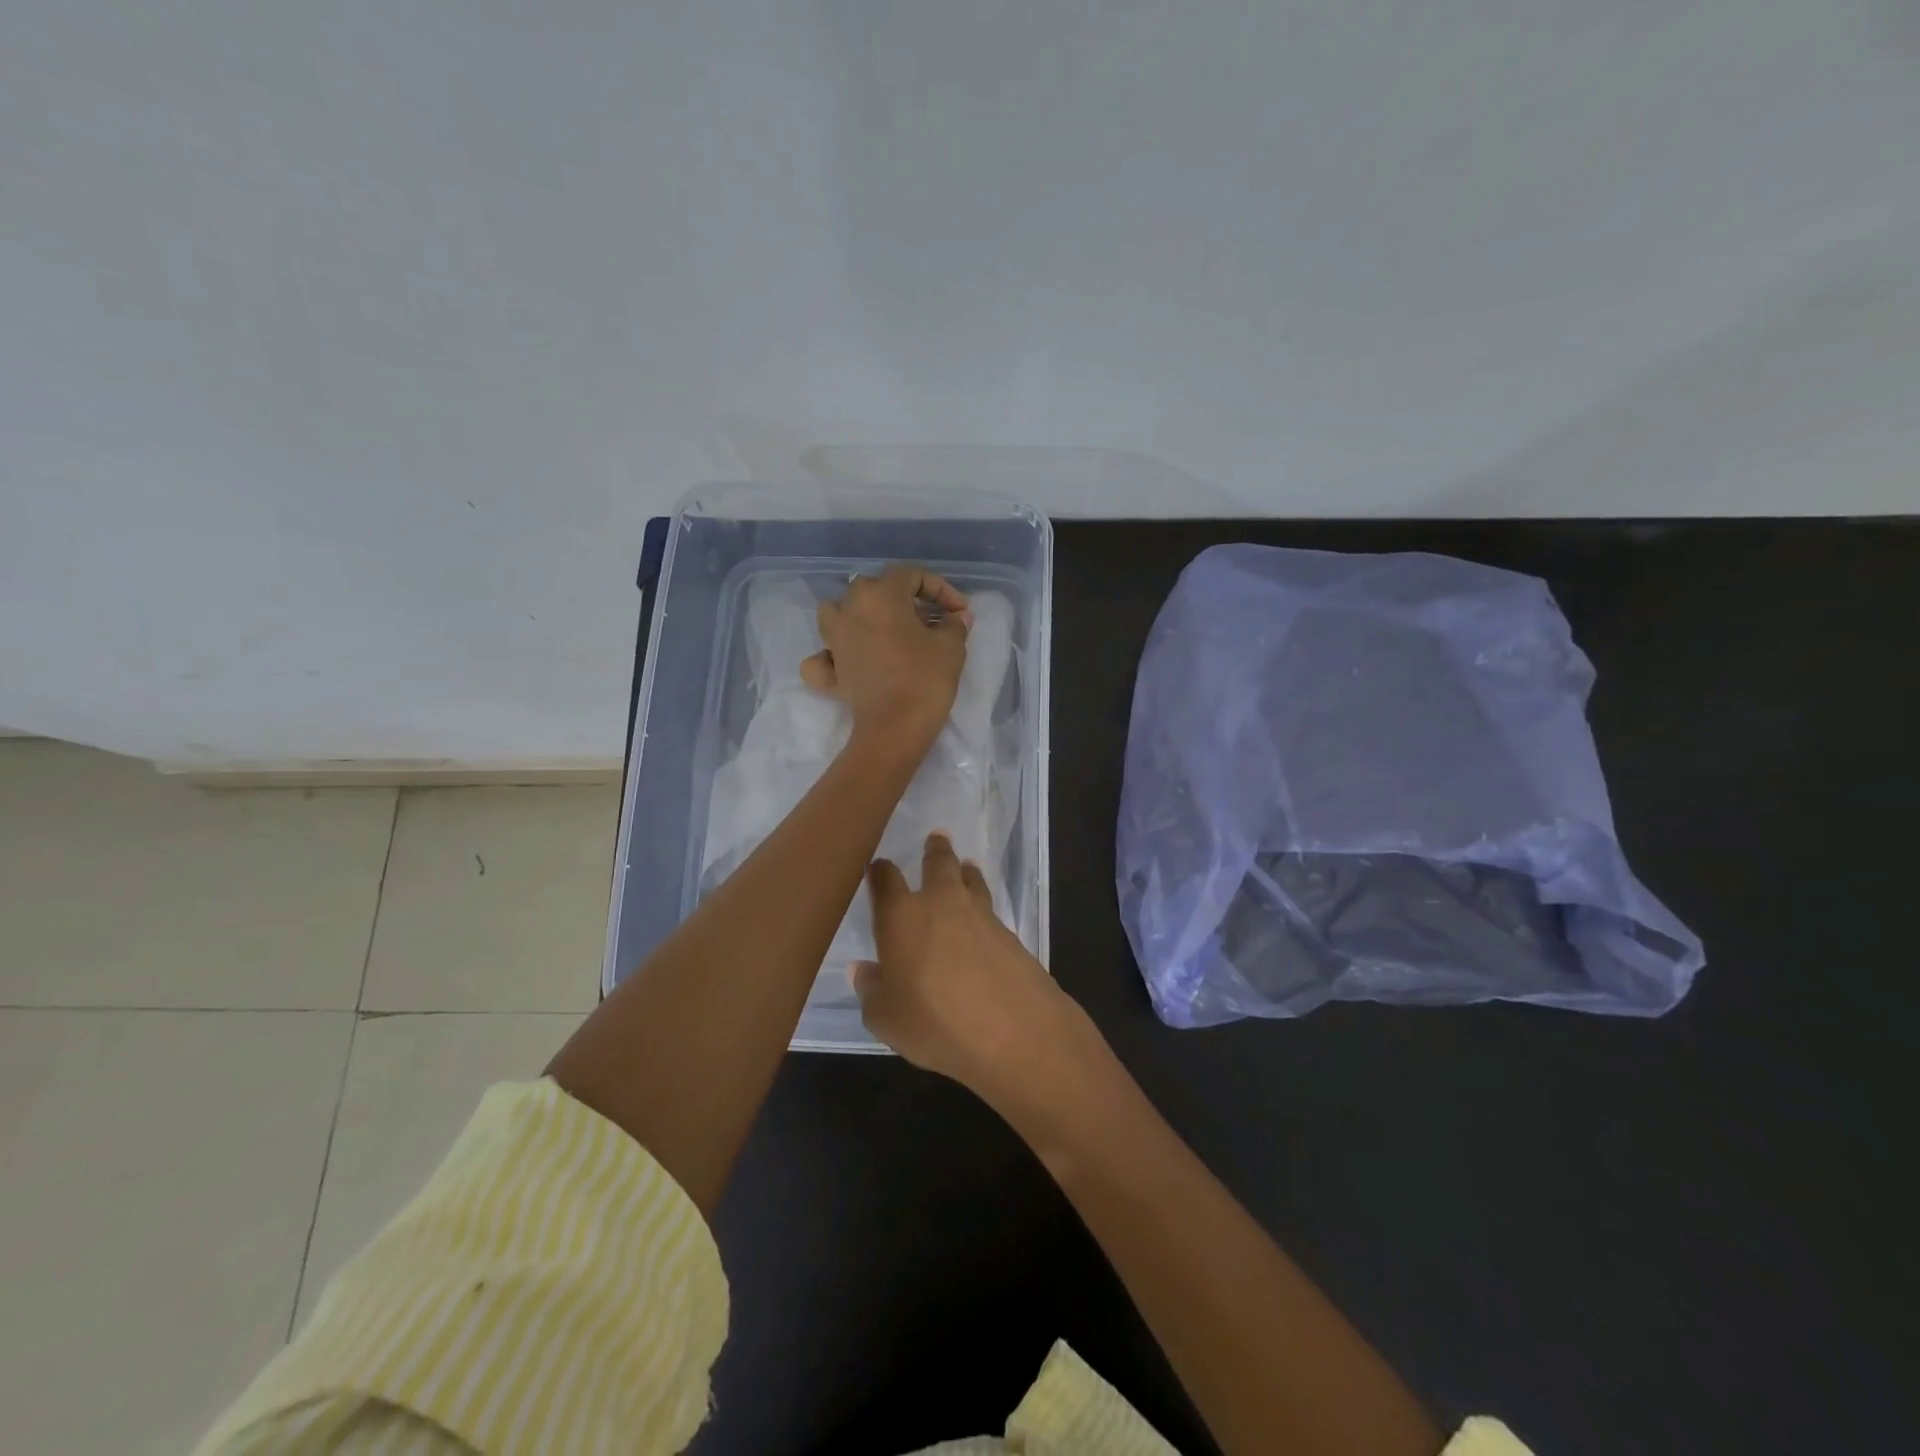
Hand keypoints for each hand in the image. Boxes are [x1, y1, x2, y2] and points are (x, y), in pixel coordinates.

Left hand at [801, 565, 970, 757]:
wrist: (895, 728)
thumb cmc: (925, 679)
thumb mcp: (951, 647)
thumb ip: (954, 624)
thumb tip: (956, 615)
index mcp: (880, 595)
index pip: (911, 575)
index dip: (940, 588)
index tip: (959, 611)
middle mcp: (849, 609)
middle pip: (873, 589)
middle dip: (903, 599)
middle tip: (928, 620)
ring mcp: (833, 641)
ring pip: (838, 612)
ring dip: (859, 615)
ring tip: (882, 630)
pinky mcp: (829, 672)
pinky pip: (823, 657)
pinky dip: (832, 656)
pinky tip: (846, 662)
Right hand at [852, 833, 1088, 1097]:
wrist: (1013, 1030)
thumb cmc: (934, 1022)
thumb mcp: (886, 1017)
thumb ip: (871, 989)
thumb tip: (863, 969)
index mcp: (901, 916)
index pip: (885, 880)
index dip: (879, 871)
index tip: (877, 867)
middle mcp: (941, 903)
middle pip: (939, 863)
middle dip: (935, 850)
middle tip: (936, 838)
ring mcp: (981, 914)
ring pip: (971, 880)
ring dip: (966, 872)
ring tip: (966, 867)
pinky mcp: (1010, 933)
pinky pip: (990, 909)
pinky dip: (983, 907)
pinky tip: (982, 922)